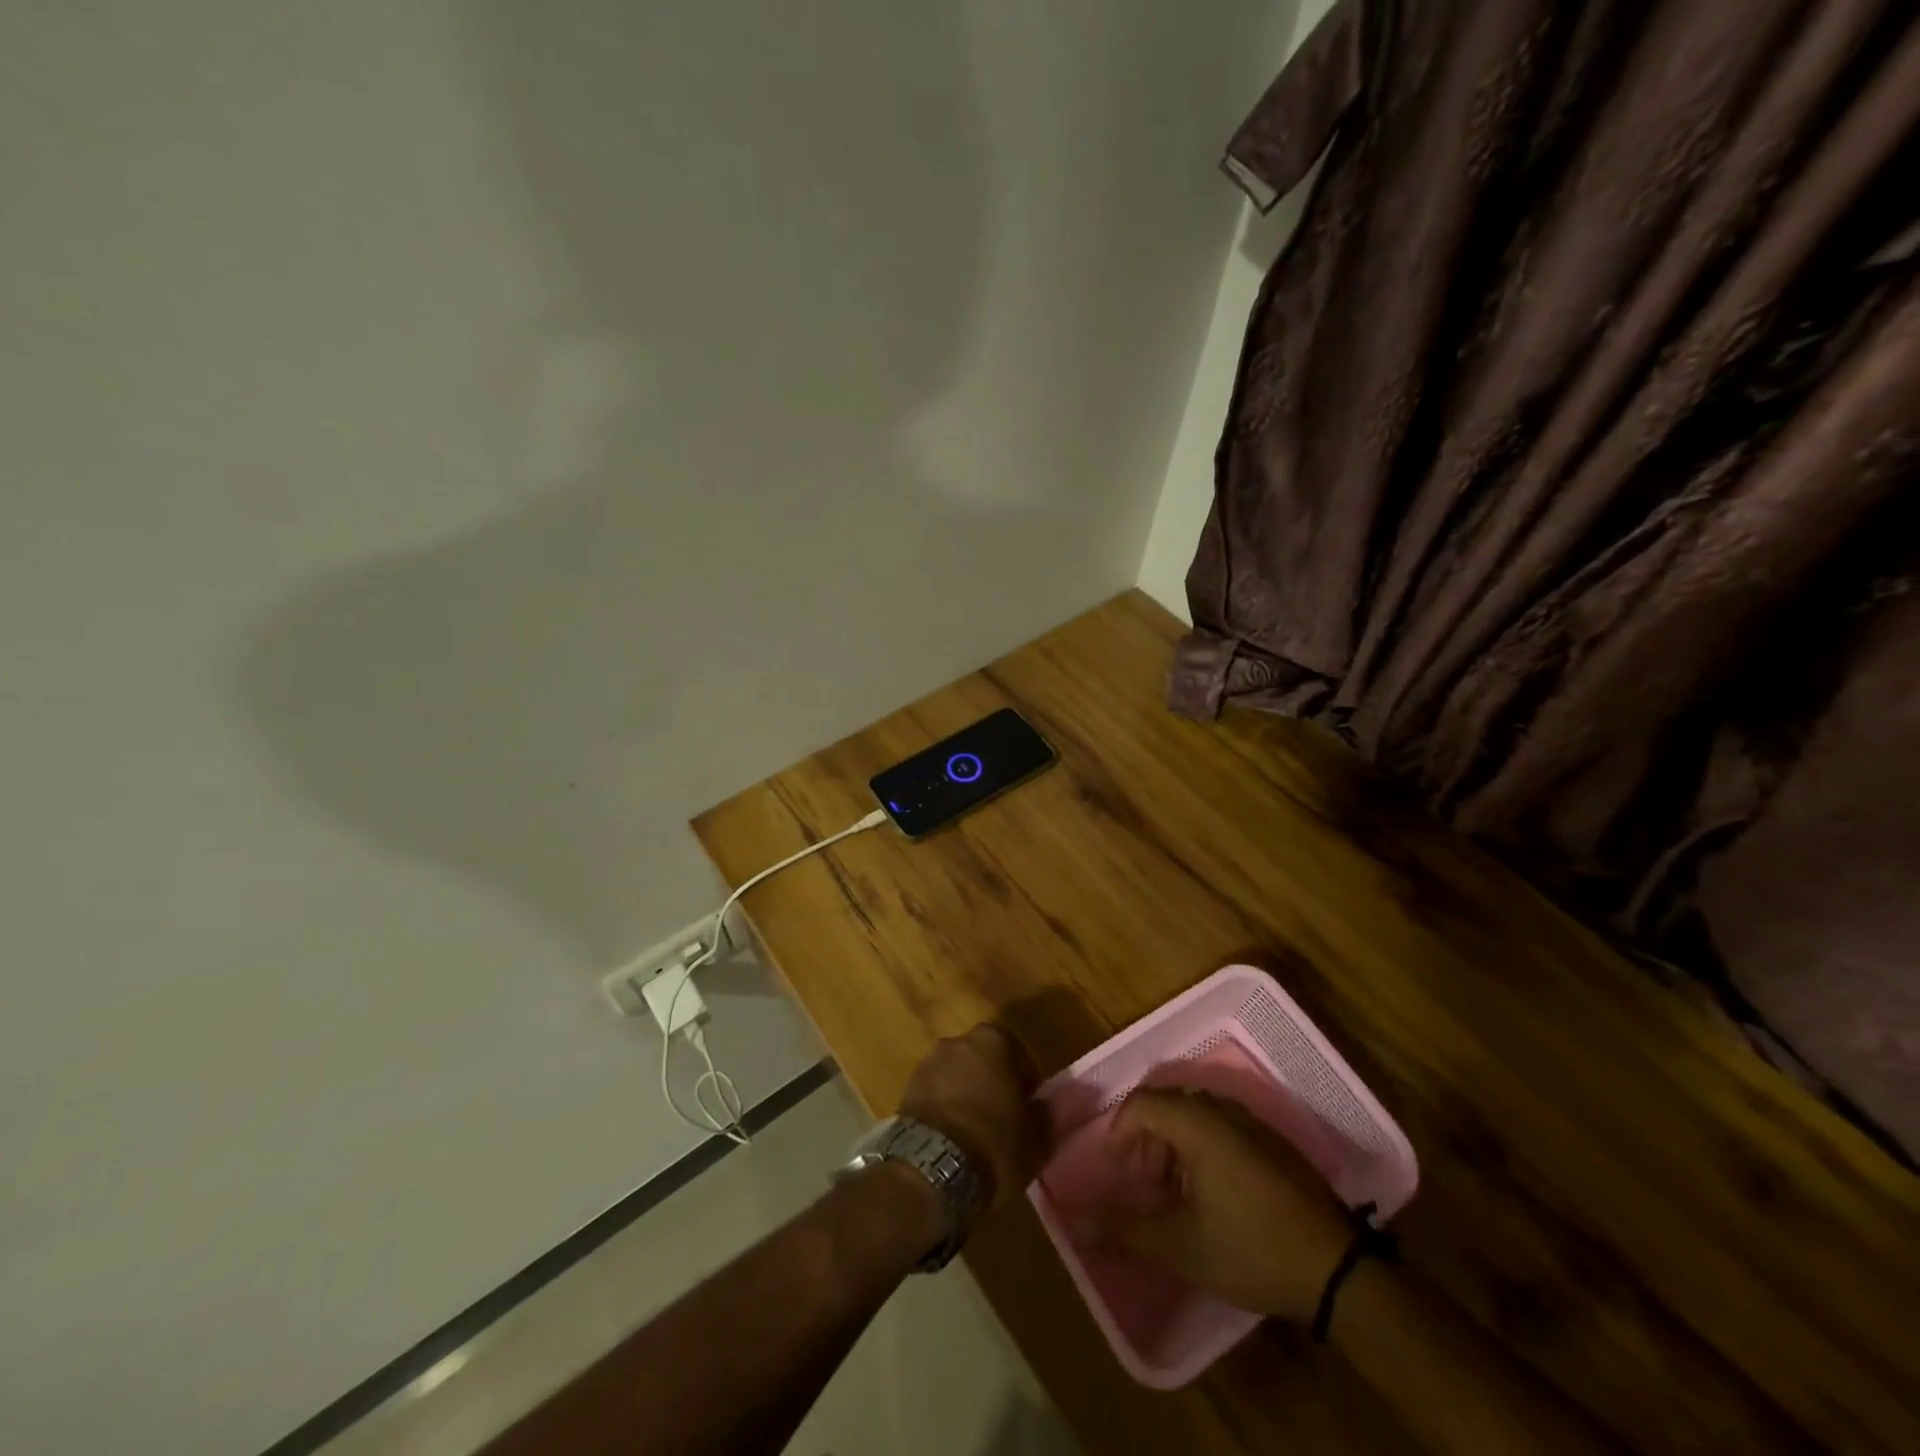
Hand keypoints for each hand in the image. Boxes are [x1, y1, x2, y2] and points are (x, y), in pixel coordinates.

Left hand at [897, 1023, 1046, 1212]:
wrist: (931, 1169)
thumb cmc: (993, 1145)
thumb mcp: (1035, 1140)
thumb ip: (1042, 1116)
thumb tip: (1039, 1107)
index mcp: (992, 1041)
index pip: (1016, 1051)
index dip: (1025, 1079)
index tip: (1028, 1104)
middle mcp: (957, 1042)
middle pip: (981, 1058)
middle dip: (991, 1081)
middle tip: (1002, 1114)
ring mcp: (928, 1063)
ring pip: (955, 1074)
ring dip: (965, 1093)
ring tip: (974, 1129)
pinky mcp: (906, 1089)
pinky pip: (934, 1093)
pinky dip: (944, 1107)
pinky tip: (952, 1137)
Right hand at [1074, 1087, 1351, 1322]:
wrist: (1336, 1270)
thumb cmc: (1250, 1249)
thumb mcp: (1180, 1246)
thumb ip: (1124, 1230)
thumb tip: (1075, 1223)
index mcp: (1197, 1122)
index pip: (1141, 1103)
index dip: (1120, 1132)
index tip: (1117, 1171)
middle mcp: (1223, 1110)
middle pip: (1167, 1104)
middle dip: (1146, 1139)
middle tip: (1143, 1182)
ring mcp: (1253, 1123)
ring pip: (1196, 1114)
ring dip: (1173, 1144)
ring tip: (1174, 1192)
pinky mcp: (1273, 1142)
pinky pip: (1223, 1126)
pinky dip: (1202, 1147)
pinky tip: (1211, 1193)